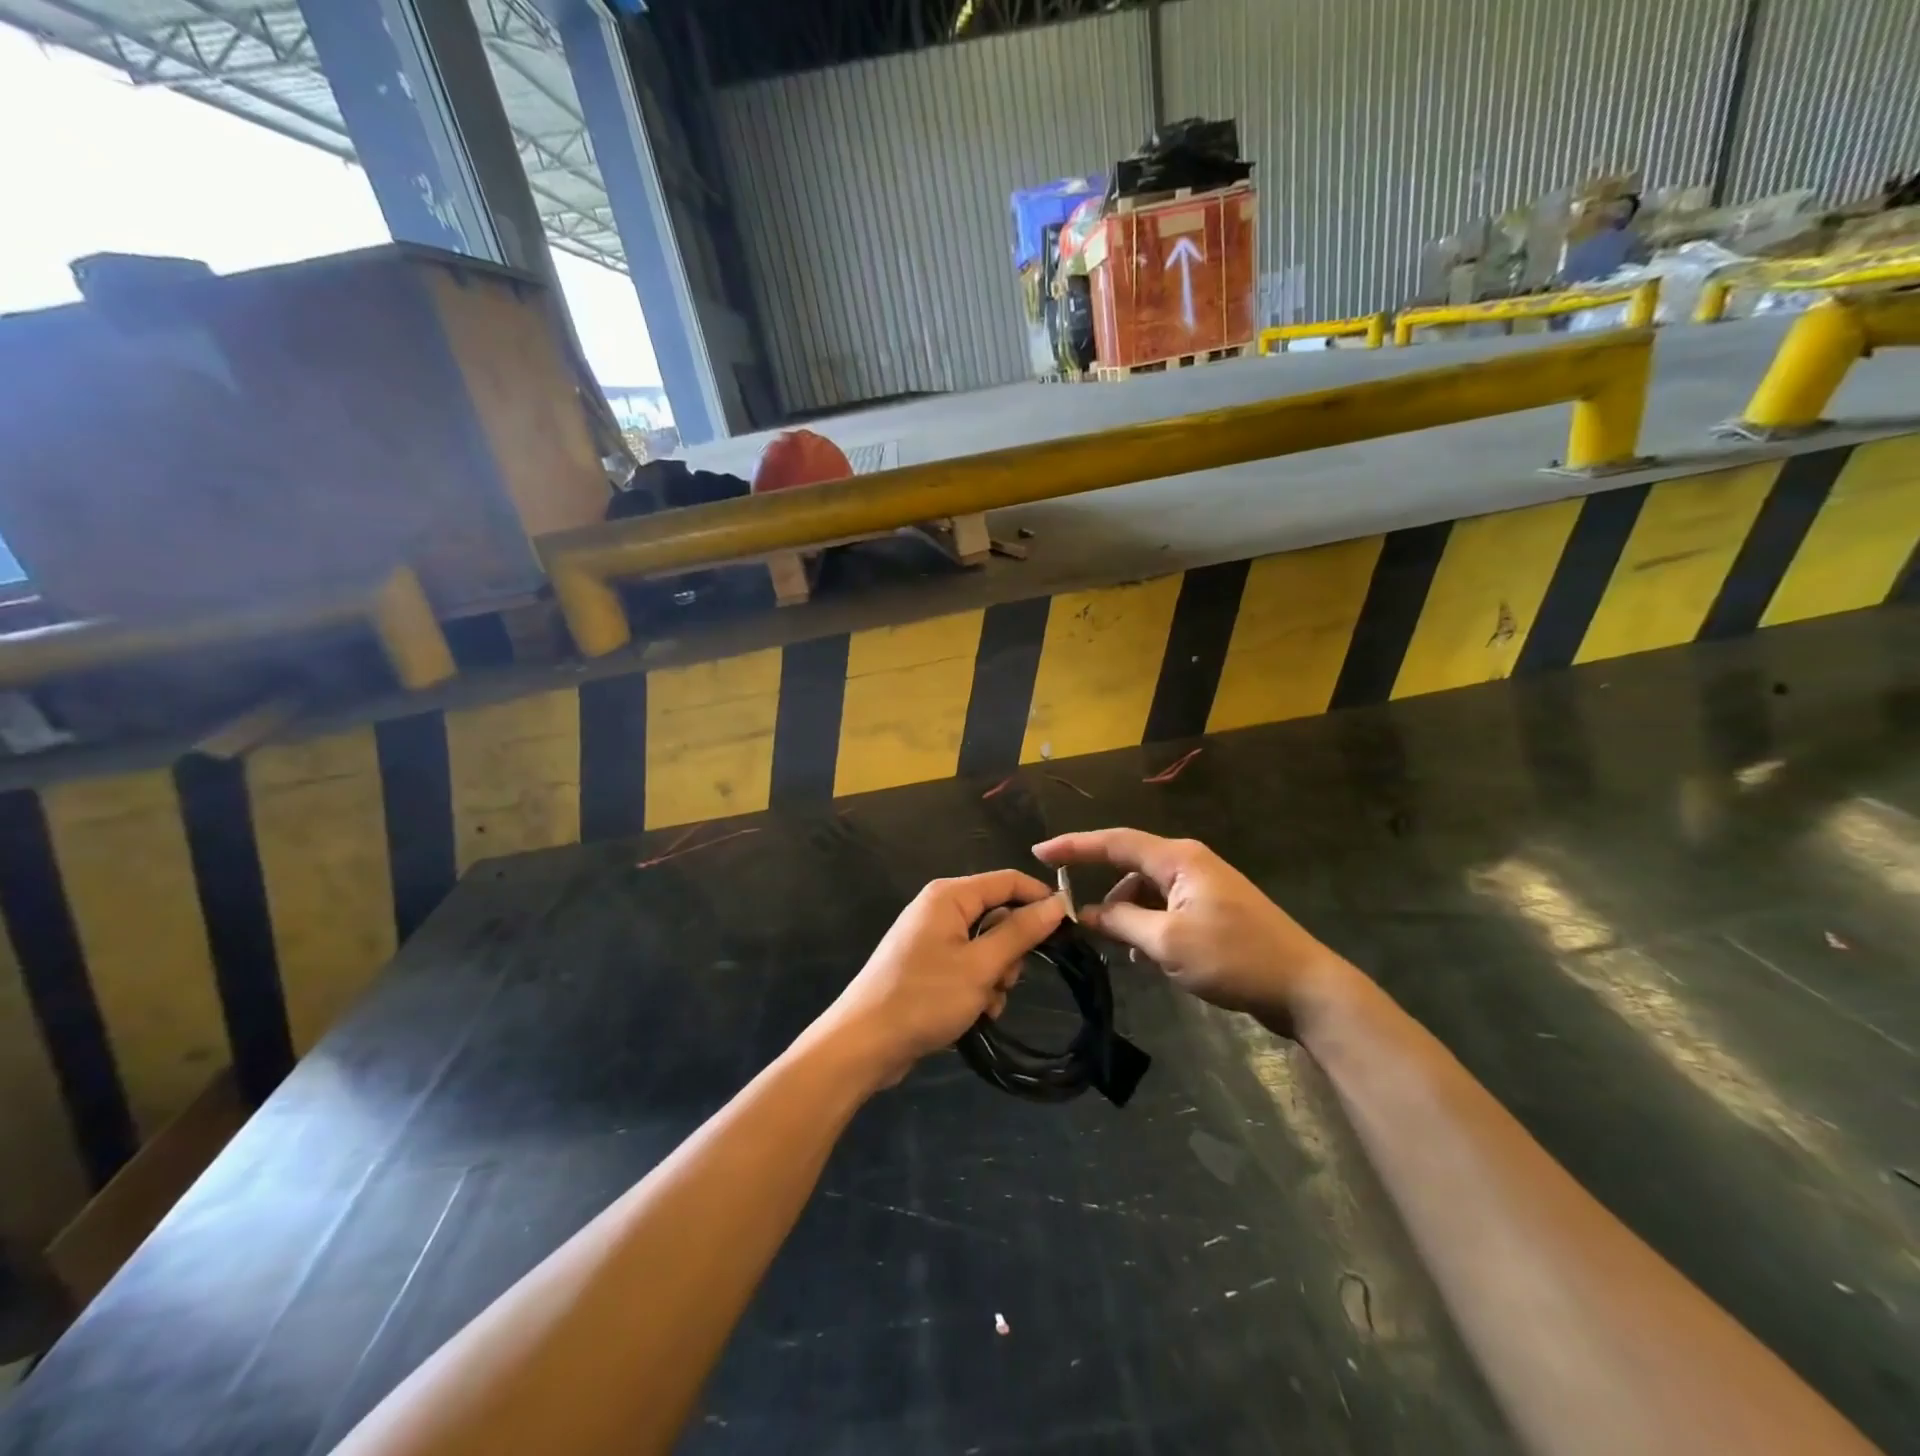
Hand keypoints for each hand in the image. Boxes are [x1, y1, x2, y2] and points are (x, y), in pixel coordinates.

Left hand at [816, 870, 1064, 1087]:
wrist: (864, 1044)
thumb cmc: (924, 998)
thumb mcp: (981, 966)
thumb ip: (1020, 932)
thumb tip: (1057, 903)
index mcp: (949, 896)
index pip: (1008, 881)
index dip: (1041, 899)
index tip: (1069, 929)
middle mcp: (940, 909)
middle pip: (997, 915)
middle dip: (1011, 950)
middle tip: (1007, 980)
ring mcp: (931, 938)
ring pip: (986, 945)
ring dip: (996, 975)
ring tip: (986, 1003)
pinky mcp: (927, 966)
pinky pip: (968, 965)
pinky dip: (978, 987)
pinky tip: (976, 1013)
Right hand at [1033, 828, 1353, 1034]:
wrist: (1304, 988)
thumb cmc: (1234, 958)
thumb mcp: (1167, 943)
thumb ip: (1120, 923)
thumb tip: (1084, 915)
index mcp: (1178, 859)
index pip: (1114, 841)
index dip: (1074, 846)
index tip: (1038, 852)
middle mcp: (1189, 863)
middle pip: (1129, 866)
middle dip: (1101, 890)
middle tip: (1073, 919)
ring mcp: (1203, 887)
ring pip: (1146, 891)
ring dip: (1127, 915)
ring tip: (1120, 949)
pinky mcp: (1213, 911)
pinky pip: (1164, 909)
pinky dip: (1147, 926)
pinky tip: (1146, 956)